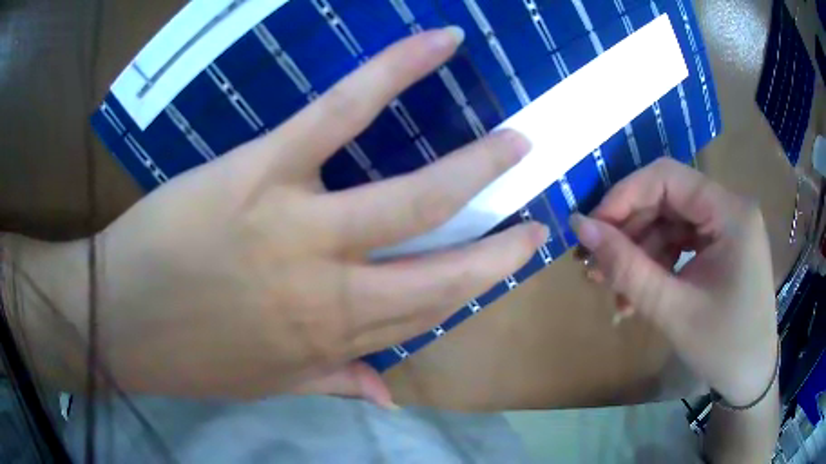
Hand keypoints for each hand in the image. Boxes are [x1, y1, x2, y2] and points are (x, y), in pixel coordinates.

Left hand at [11, 28, 546, 400]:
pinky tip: (437, 45)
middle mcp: (335, 291)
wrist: (118, 324)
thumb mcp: (266, 385)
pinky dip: (395, 71)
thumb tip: (387, 398)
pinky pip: (342, 110)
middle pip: (443, 263)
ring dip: (477, 166)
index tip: (513, 257)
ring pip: (413, 193)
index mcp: (334, 341)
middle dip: (499, 240)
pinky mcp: (263, 170)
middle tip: (535, 212)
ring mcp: (301, 227)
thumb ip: (334, 385)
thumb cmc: (187, 358)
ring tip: (516, 142)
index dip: (480, 284)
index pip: (431, 311)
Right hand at [570, 158, 776, 406]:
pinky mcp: (721, 247)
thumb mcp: (673, 309)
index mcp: (730, 212)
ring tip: (611, 288)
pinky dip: (656, 265)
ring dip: (639, 253)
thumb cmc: (723, 347)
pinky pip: (681, 243)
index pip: (668, 177)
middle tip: (594, 264)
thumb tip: (580, 226)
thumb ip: (627, 267)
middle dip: (629, 231)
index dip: (624, 196)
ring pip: (670, 223)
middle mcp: (729, 208)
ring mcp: (726, 227)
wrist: (750, 378)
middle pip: (668, 199)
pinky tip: (636, 295)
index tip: (590, 229)